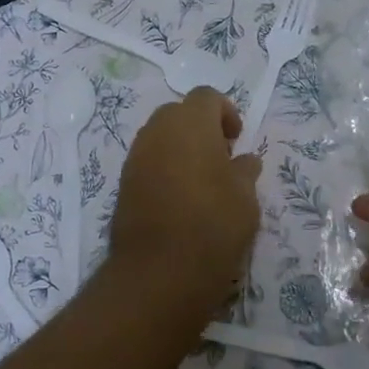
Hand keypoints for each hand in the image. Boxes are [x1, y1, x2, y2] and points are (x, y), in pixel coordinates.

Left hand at [106, 88, 262, 317]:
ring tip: (201, 182)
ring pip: (160, 138)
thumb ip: (245, 171)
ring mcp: (136, 157)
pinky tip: (180, 200)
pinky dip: (164, 169)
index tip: (237, 140)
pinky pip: (148, 162)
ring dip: (180, 149)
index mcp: (190, 123)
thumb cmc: (213, 224)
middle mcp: (158, 131)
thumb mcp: (245, 197)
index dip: (225, 113)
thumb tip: (243, 161)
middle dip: (200, 128)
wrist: (159, 271)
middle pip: (180, 113)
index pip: (207, 97)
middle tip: (221, 158)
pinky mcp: (123, 184)